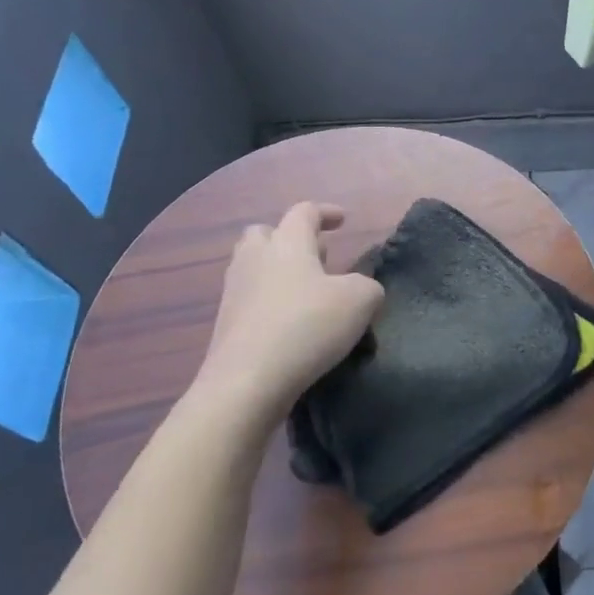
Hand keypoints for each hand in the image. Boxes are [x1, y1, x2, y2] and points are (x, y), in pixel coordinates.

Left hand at [191, 202, 384, 432]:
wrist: (246, 382)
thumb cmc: (306, 326)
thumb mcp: (359, 301)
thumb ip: (368, 286)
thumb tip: (361, 289)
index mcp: (287, 243)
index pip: (304, 212)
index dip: (325, 212)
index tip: (342, 220)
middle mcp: (255, 259)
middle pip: (266, 233)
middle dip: (290, 239)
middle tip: (317, 256)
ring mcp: (235, 292)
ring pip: (254, 266)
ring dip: (278, 271)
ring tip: (307, 291)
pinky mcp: (225, 325)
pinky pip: (250, 300)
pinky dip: (269, 303)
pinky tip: (291, 323)